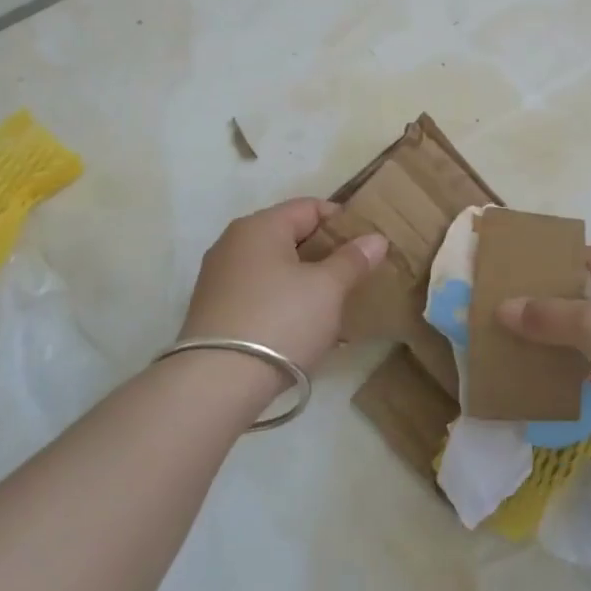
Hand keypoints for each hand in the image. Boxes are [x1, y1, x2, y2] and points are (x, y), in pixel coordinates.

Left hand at [179, 198, 387, 369]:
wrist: (216, 383)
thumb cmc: (280, 320)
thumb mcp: (328, 288)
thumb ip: (353, 259)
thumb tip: (376, 238)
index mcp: (259, 226)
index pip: (310, 207)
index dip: (343, 222)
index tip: (367, 247)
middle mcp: (233, 243)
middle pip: (290, 236)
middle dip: (325, 254)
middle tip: (355, 277)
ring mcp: (219, 278)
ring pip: (275, 268)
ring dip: (306, 281)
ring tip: (335, 306)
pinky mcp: (214, 311)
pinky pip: (260, 294)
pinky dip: (284, 302)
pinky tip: (304, 327)